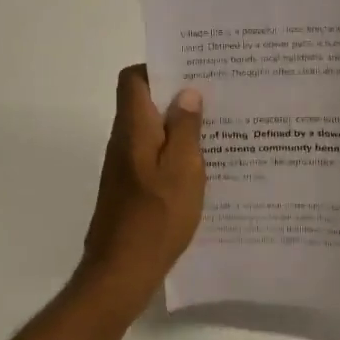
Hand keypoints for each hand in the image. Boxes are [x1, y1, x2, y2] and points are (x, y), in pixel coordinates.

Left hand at [80, 65, 205, 298]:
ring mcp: (124, 168)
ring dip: (179, 128)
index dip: (159, 68)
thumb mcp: (183, 171)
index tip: (193, 72)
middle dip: (177, 97)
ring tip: (217, 131)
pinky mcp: (130, 190)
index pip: (133, 79)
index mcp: (133, 129)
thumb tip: (186, 93)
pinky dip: (174, 155)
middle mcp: (123, 142)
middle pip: (144, 104)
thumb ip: (186, 130)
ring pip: (152, 133)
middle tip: (217, 100)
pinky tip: (202, 169)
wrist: (122, 271)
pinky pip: (153, 158)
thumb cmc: (156, 218)